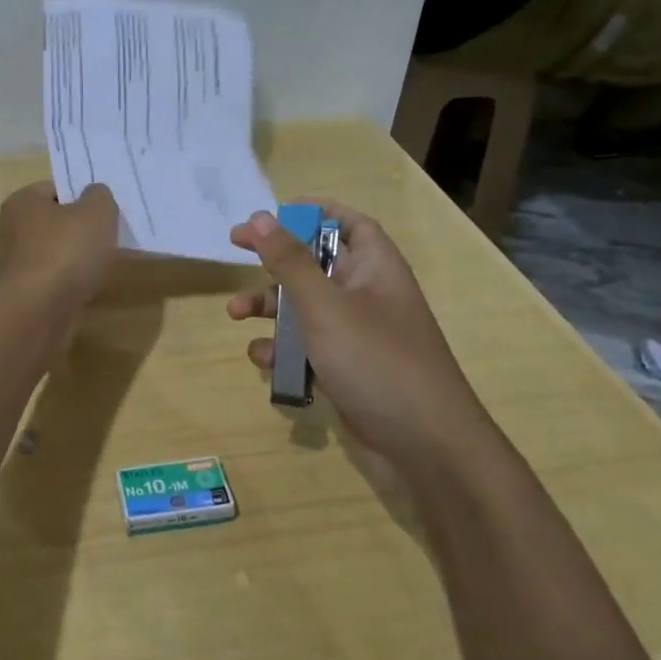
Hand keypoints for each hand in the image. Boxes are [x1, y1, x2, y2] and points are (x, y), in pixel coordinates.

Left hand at [0, 182, 119, 309]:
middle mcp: (9, 228)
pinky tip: (82, 289)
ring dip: (72, 259)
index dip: (80, 198)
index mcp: (22, 201)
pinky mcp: (19, 292)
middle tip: (103, 240)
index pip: (54, 189)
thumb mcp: (97, 212)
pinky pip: (49, 279)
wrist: (39, 311)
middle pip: (52, 222)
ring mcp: (11, 263)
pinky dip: (65, 282)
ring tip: (96, 267)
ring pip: (51, 252)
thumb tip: (93, 195)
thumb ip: (99, 196)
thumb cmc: (67, 252)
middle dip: (77, 230)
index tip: (101, 214)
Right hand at [226, 201, 490, 460]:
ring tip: (235, 315)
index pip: (349, 223)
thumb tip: (260, 216)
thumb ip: (289, 261)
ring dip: (269, 308)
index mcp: (375, 268)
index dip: (314, 211)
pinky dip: (283, 350)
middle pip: (316, 263)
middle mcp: (367, 295)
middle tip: (234, 248)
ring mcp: (357, 335)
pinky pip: (307, 348)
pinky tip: (263, 360)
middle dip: (275, 259)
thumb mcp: (325, 306)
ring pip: (305, 308)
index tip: (272, 213)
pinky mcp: (346, 369)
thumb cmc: (376, 361)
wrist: (426, 448)